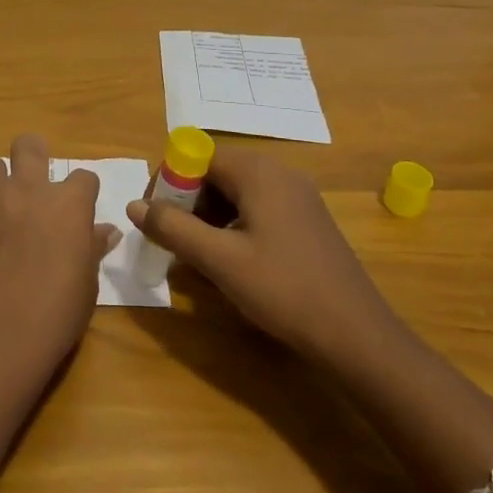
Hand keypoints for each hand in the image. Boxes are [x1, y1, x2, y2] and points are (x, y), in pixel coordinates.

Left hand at [0, 133, 120, 387]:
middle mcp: (26, 190)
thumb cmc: (53, 317)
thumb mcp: (86, 286)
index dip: (83, 193)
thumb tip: (105, 231)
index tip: (80, 212)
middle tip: (33, 183)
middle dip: (33, 156)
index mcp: (67, 204)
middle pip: (29, 146)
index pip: (84, 178)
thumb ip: (91, 249)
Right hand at [127, 147, 397, 366]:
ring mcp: (298, 197)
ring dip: (208, 217)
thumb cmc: (284, 290)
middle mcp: (279, 173)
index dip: (168, 181)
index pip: (197, 155)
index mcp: (258, 172)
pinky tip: (231, 262)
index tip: (154, 217)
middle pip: (216, 172)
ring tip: (198, 256)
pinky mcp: (307, 221)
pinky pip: (257, 209)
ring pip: (236, 193)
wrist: (358, 336)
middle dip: (187, 202)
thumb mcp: (220, 261)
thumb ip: (173, 228)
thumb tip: (134, 205)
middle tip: (173, 240)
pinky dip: (233, 226)